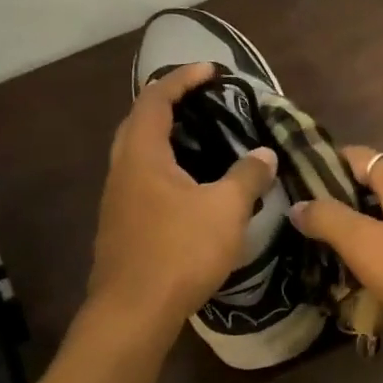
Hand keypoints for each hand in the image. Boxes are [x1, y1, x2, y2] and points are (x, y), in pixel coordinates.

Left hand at [85, 62, 278, 335]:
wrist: (134, 312)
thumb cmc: (180, 251)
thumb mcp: (225, 209)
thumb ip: (247, 176)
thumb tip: (265, 154)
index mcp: (142, 156)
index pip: (156, 100)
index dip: (182, 79)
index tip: (211, 70)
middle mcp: (122, 171)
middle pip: (139, 123)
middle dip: (168, 105)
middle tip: (203, 102)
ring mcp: (118, 201)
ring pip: (139, 155)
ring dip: (166, 139)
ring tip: (202, 140)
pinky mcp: (123, 226)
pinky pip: (144, 181)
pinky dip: (167, 168)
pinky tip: (192, 187)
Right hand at [288, 147, 382, 338]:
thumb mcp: (363, 242)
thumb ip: (328, 220)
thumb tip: (298, 205)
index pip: (360, 156)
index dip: (329, 161)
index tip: (298, 175)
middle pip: (374, 186)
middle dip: (341, 198)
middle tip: (306, 216)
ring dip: (360, 226)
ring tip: (326, 244)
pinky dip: (380, 248)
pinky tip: (364, 269)